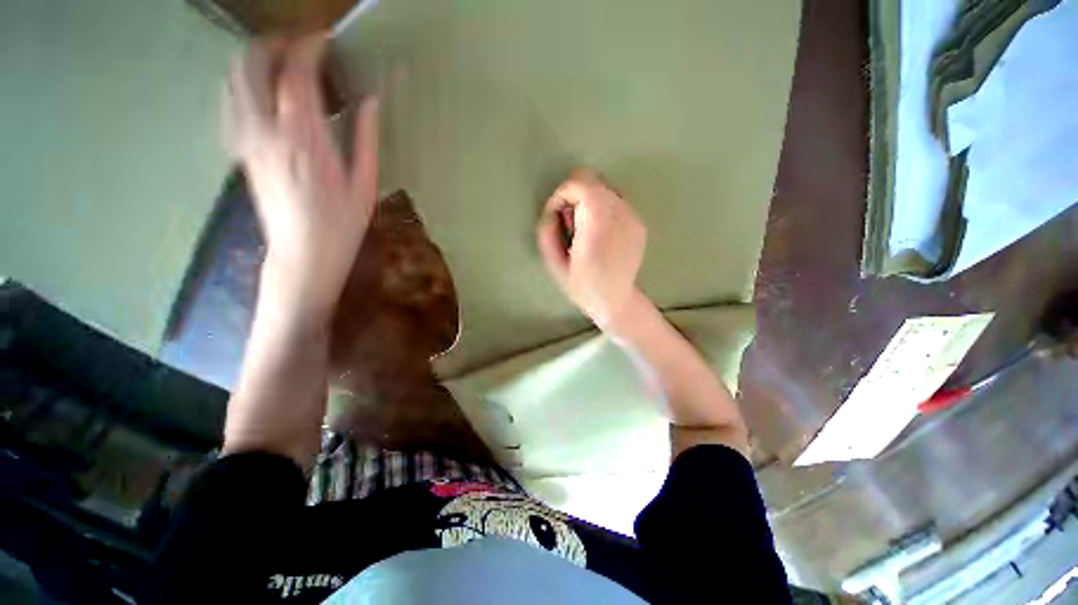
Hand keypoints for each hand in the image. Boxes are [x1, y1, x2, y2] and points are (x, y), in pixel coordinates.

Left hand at [225, 37, 378, 319]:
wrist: (302, 255)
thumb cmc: (342, 226)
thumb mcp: (365, 185)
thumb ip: (365, 138)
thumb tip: (370, 100)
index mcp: (305, 140)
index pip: (295, 73)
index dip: (310, 47)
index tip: (327, 41)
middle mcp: (267, 131)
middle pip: (253, 63)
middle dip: (276, 43)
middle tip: (304, 48)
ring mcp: (247, 139)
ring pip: (234, 78)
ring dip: (256, 58)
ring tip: (284, 62)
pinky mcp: (240, 149)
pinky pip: (230, 101)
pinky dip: (243, 82)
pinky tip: (262, 90)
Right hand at [536, 169, 646, 328]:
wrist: (615, 300)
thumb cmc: (581, 287)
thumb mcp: (554, 263)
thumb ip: (547, 231)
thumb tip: (552, 208)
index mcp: (597, 229)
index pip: (581, 185)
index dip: (562, 193)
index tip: (555, 213)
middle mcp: (620, 217)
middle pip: (593, 181)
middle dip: (574, 195)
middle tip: (569, 222)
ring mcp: (634, 219)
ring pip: (605, 187)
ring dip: (588, 201)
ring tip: (584, 228)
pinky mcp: (640, 223)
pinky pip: (616, 200)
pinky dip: (602, 207)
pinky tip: (599, 231)